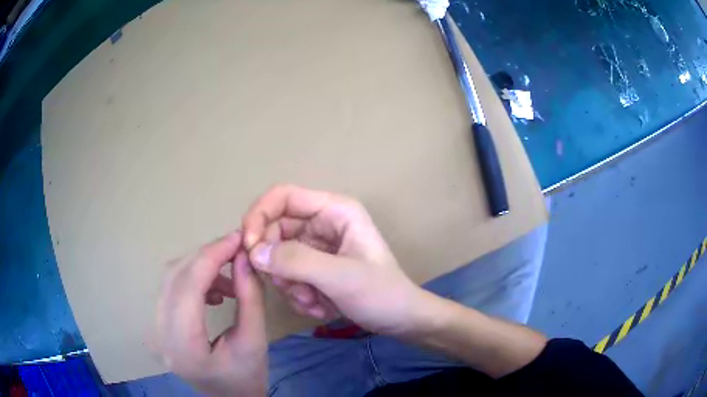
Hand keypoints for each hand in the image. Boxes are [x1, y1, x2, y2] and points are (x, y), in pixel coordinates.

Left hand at [155, 232, 266, 396]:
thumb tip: (244, 257)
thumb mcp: (255, 340)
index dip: (212, 256)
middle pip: (175, 277)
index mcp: (184, 346)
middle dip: (207, 256)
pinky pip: (171, 288)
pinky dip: (192, 279)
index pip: (188, 286)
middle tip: (236, 250)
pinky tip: (213, 291)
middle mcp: (160, 334)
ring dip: (200, 267)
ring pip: (170, 278)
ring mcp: (155, 328)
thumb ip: (250, 297)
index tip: (237, 238)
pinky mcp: (158, 324)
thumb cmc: (246, 378)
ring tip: (229, 277)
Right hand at [242, 185, 428, 335]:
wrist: (400, 320)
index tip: (249, 247)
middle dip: (276, 262)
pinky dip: (296, 293)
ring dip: (289, 283)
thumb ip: (295, 261)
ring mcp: (317, 246)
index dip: (259, 215)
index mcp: (334, 210)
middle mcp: (323, 223)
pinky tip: (319, 306)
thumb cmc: (381, 294)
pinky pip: (288, 274)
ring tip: (313, 301)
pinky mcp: (314, 267)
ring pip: (278, 256)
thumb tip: (253, 252)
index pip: (283, 196)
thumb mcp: (340, 277)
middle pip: (275, 229)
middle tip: (288, 287)